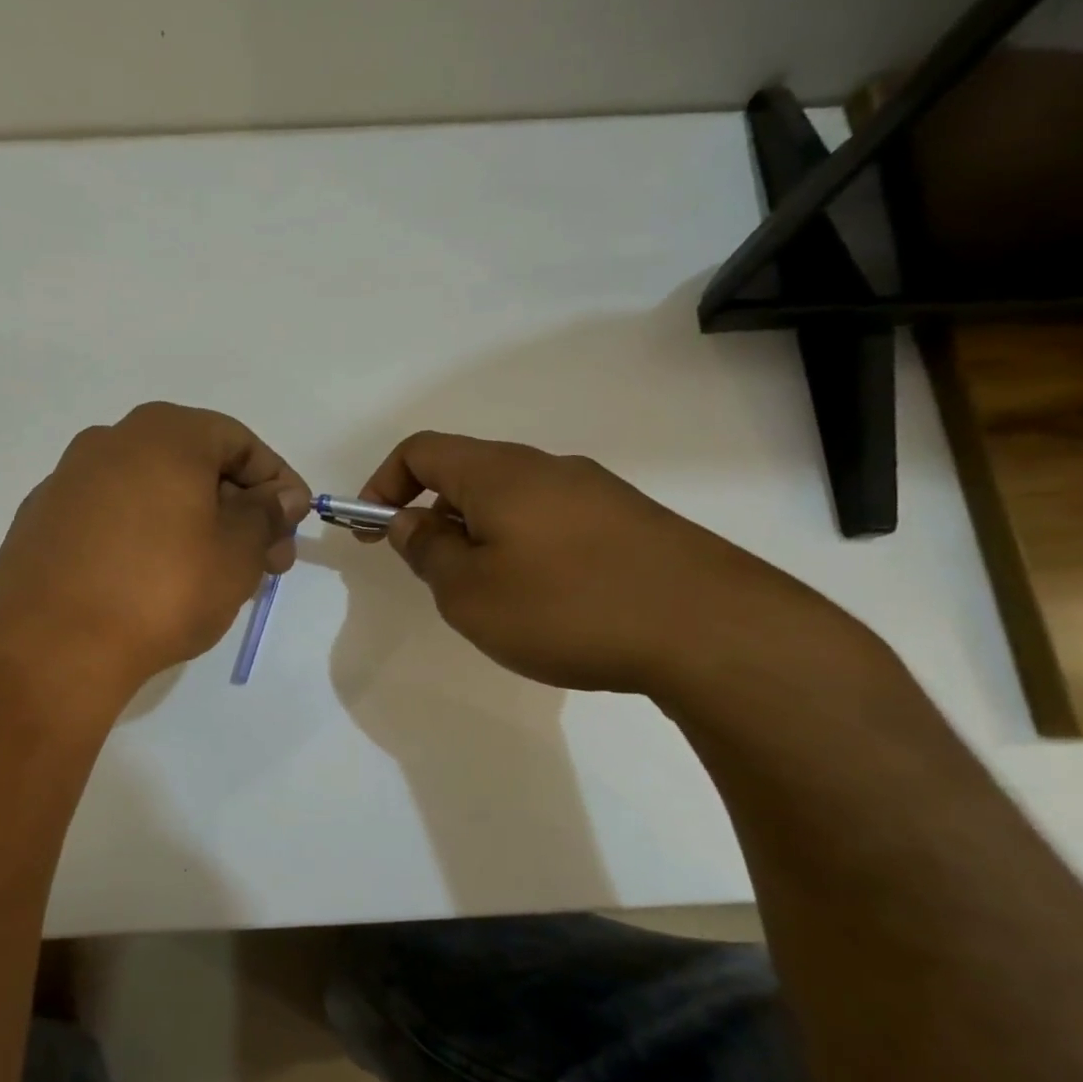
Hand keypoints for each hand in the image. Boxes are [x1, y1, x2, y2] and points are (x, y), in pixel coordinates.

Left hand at [0, 402, 309, 695]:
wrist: (52, 648)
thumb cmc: (162, 589)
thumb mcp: (238, 552)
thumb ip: (267, 514)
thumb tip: (282, 496)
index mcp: (164, 433)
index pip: (239, 442)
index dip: (277, 482)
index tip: (293, 526)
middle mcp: (111, 440)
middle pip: (194, 465)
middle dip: (238, 508)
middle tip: (265, 560)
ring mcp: (68, 479)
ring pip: (152, 491)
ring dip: (194, 523)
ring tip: (215, 575)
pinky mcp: (42, 520)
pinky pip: (112, 516)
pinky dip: (145, 536)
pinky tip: (153, 581)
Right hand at [358, 431, 854, 699]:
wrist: (711, 630)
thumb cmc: (567, 607)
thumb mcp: (470, 592)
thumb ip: (427, 551)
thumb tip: (409, 522)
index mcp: (498, 473)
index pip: (421, 451)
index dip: (383, 483)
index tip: (370, 531)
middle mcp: (547, 467)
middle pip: (468, 474)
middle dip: (435, 518)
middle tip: (435, 575)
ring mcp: (597, 492)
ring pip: (514, 502)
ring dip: (483, 538)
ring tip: (495, 598)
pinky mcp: (632, 522)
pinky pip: (555, 522)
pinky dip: (528, 549)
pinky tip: (551, 602)